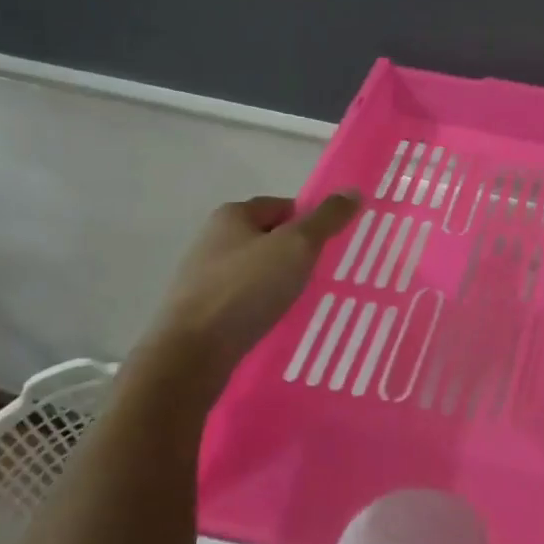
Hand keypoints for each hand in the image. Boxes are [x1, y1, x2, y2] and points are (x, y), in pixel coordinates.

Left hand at [133, 194, 360, 394]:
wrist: (191, 353)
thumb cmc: (246, 288)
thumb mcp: (297, 245)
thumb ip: (327, 218)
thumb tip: (353, 191)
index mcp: (232, 215)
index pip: (284, 206)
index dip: (311, 222)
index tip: (332, 246)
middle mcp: (214, 239)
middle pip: (271, 238)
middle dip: (297, 254)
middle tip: (324, 273)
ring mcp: (204, 276)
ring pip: (258, 272)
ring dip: (281, 283)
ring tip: (305, 301)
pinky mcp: (202, 311)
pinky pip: (245, 300)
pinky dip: (263, 307)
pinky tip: (278, 322)